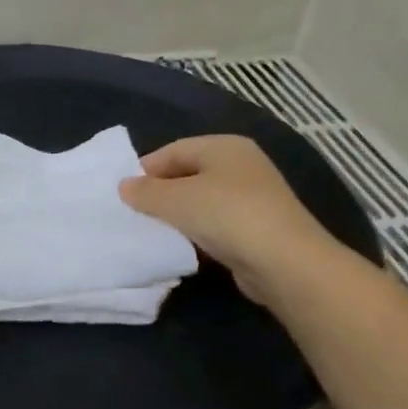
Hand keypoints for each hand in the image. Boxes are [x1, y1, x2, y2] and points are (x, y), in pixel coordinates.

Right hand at [119, 135, 334, 304]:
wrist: (284, 262)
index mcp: (224, 146)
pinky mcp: (256, 227)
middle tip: (133, 213)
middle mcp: (241, 165)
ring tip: (152, 231)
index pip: (174, 149)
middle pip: (188, 173)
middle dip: (160, 192)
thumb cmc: (227, 215)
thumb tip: (124, 186)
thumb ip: (146, 192)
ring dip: (177, 214)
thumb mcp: (177, 200)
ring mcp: (252, 197)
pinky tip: (181, 246)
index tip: (122, 193)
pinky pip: (215, 223)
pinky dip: (196, 231)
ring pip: (202, 200)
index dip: (146, 169)